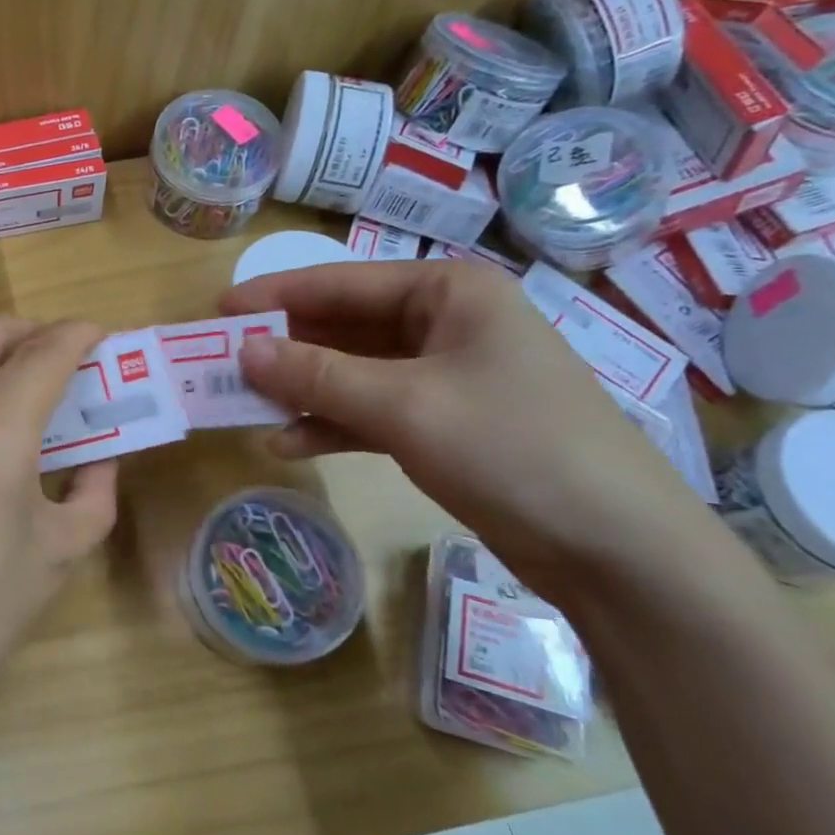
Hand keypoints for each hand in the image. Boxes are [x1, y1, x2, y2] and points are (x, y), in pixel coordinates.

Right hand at [222, 260, 718, 608]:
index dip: (275, 296)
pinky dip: (332, 424)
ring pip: (353, 371)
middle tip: (222, 364)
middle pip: (344, 327)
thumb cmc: (513, 448)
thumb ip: (315, 375)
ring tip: (245, 407)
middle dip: (285, 350)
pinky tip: (288, 444)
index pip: (341, 282)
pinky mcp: (444, 423)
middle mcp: (446, 323)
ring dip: (302, 390)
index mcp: (448, 292)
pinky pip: (372, 410)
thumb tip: (242, 350)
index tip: (218, 311)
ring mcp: (446, 376)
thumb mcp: (404, 405)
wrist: (617, 552)